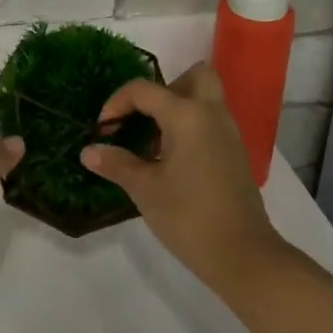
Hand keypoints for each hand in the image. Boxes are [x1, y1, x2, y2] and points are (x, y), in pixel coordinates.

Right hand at [83, 64, 285, 300]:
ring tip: (154, 142)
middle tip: (144, 117)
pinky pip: (211, 121)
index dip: (117, 103)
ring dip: (178, 108)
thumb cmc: (189, 216)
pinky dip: (191, 127)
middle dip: (165, 88)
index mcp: (187, 115)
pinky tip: (173, 160)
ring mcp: (229, 133)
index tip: (103, 130)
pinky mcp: (235, 154)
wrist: (243, 256)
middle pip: (194, 76)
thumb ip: (117, 164)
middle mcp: (212, 114)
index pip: (144, 90)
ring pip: (205, 99)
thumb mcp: (145, 189)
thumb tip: (89, 151)